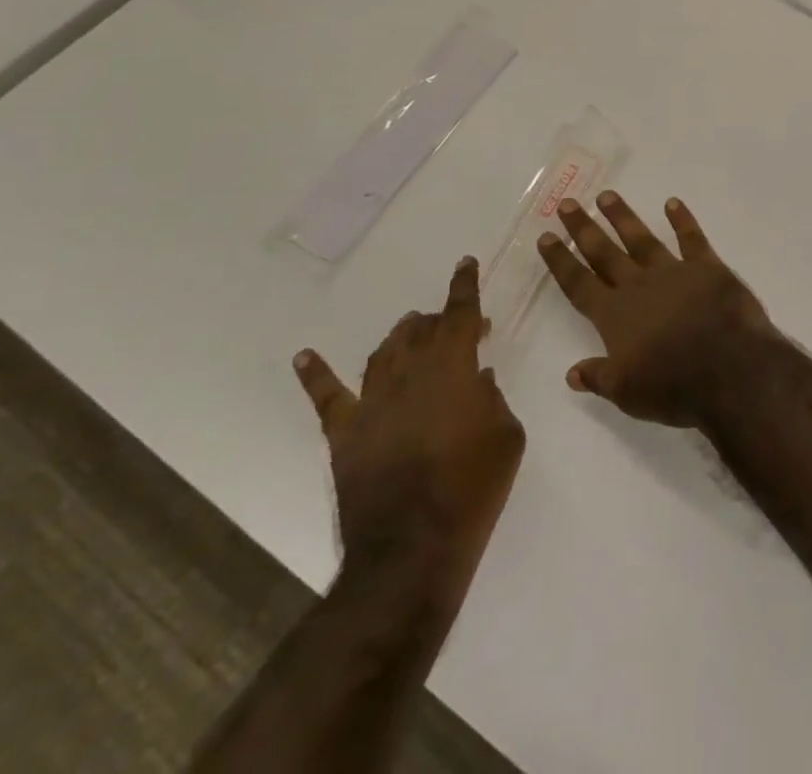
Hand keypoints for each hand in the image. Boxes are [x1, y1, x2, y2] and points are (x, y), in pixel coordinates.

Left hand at [293, 258, 524, 588]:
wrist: (413, 548)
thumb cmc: (473, 487)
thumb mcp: (507, 436)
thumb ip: (494, 399)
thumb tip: (480, 382)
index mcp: (453, 368)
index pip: (460, 315)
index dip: (465, 287)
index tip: (465, 264)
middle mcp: (409, 374)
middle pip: (420, 330)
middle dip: (439, 319)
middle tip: (455, 323)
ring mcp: (372, 403)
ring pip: (383, 353)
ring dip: (399, 337)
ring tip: (410, 330)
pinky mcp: (345, 435)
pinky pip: (328, 398)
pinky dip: (315, 374)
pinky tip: (305, 357)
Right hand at [538, 191, 777, 426]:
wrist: (730, 370)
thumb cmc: (674, 387)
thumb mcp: (627, 393)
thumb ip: (598, 376)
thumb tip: (571, 372)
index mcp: (615, 316)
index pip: (579, 284)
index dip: (561, 261)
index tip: (546, 237)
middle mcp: (639, 286)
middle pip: (604, 253)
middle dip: (584, 228)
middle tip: (568, 203)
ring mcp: (674, 272)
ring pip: (642, 239)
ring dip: (623, 217)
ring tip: (607, 195)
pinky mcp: (707, 268)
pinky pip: (692, 239)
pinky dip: (682, 220)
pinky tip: (673, 203)